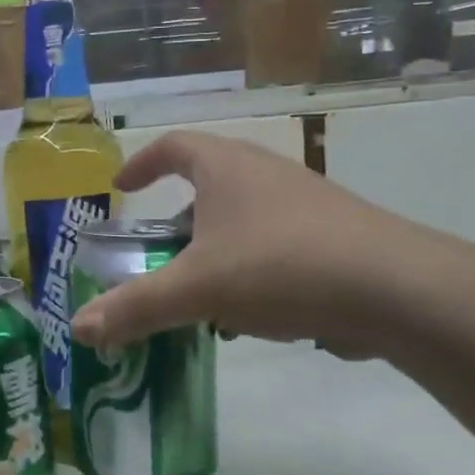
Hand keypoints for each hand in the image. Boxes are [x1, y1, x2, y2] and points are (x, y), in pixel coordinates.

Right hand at [69, 131, 412, 356]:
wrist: (395, 289)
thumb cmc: (281, 266)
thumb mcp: (197, 289)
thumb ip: (136, 307)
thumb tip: (79, 328)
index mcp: (226, 167)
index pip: (172, 146)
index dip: (141, 164)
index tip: (121, 188)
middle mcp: (265, 173)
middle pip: (208, 183)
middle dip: (178, 218)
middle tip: (158, 251)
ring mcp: (304, 203)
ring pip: (243, 219)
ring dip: (215, 250)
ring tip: (200, 294)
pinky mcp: (333, 236)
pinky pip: (275, 246)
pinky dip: (251, 270)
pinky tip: (253, 316)